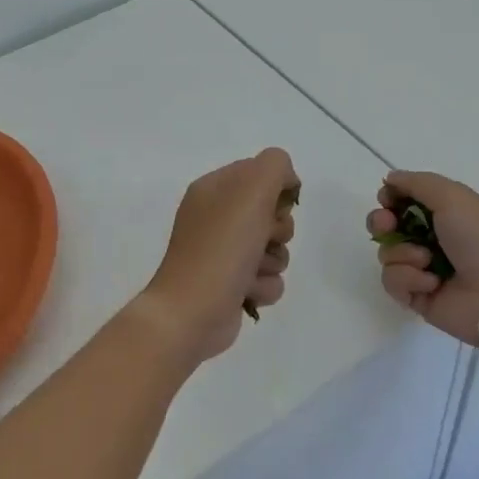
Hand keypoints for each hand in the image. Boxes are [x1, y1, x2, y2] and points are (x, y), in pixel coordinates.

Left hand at [141, 148, 299, 362]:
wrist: (192, 312)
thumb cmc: (221, 247)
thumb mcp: (251, 190)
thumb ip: (275, 166)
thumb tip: (286, 181)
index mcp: (213, 188)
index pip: (260, 172)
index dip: (276, 189)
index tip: (276, 205)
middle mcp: (216, 217)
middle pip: (273, 213)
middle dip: (278, 230)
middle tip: (262, 239)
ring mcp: (222, 253)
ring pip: (275, 248)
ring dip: (272, 262)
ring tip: (251, 272)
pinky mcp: (232, 284)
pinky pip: (268, 278)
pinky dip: (263, 286)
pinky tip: (246, 292)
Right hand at [367, 170, 478, 344]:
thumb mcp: (453, 196)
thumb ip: (417, 182)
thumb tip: (389, 179)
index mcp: (445, 213)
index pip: (404, 201)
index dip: (391, 198)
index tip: (387, 199)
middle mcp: (432, 240)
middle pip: (387, 227)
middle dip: (381, 223)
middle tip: (387, 225)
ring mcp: (424, 270)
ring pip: (387, 254)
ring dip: (402, 254)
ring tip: (426, 261)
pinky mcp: (418, 297)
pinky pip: (393, 282)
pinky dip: (409, 279)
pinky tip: (431, 283)